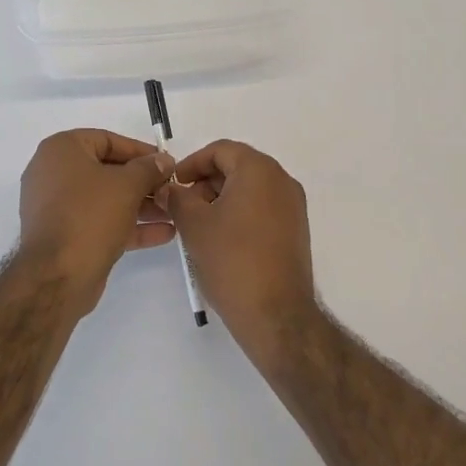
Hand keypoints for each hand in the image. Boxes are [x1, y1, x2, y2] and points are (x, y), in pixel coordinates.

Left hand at [18, 130, 175, 311]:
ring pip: (106, 199)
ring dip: (140, 205)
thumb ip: (149, 168)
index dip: (140, 150)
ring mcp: (57, 207)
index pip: (107, 140)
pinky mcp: (65, 235)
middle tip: (171, 189)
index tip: (166, 162)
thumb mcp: (127, 185)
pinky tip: (164, 233)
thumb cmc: (90, 215)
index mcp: (61, 150)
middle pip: (107, 171)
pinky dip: (128, 225)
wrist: (57, 276)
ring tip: (173, 212)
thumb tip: (163, 160)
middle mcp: (54, 173)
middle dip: (143, 182)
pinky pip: (100, 222)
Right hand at [161, 140, 318, 366]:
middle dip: (206, 181)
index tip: (174, 183)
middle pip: (238, 166)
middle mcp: (282, 181)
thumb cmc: (232, 261)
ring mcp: (293, 206)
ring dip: (221, 197)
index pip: (221, 150)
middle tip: (182, 204)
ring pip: (251, 188)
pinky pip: (263, 207)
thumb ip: (177, 198)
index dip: (192, 163)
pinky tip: (221, 238)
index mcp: (260, 170)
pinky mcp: (296, 230)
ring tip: (198, 224)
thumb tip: (169, 189)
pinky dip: (240, 212)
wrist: (276, 315)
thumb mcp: (194, 225)